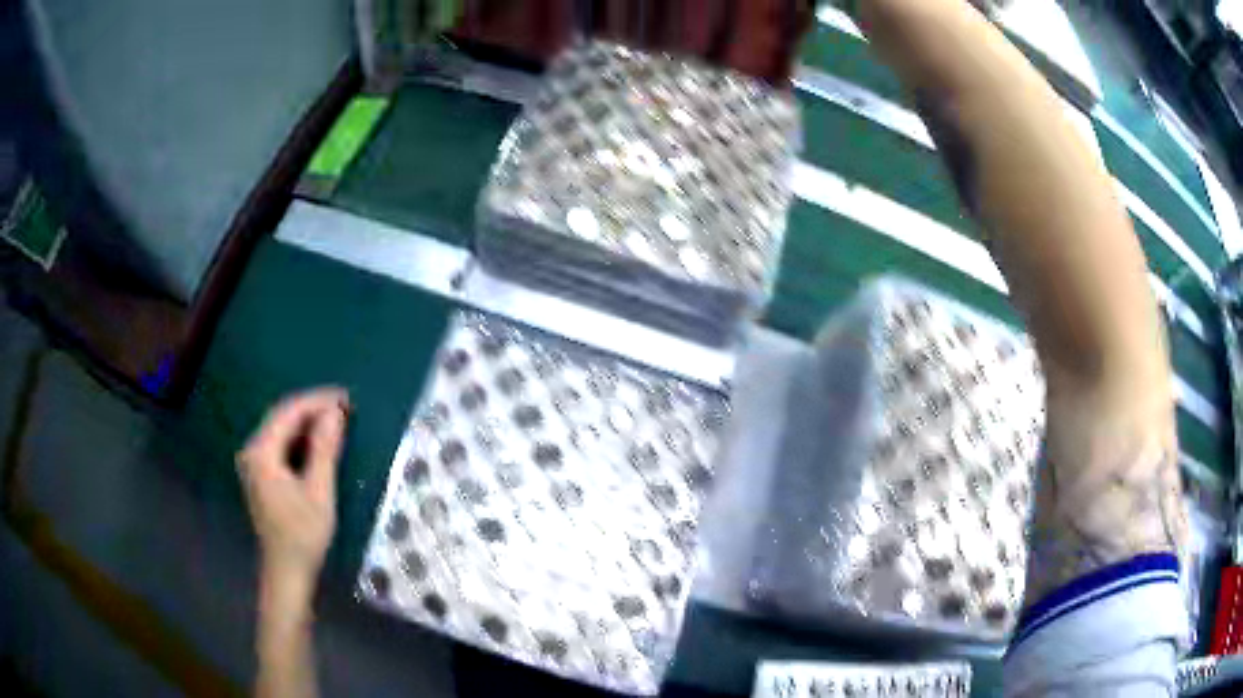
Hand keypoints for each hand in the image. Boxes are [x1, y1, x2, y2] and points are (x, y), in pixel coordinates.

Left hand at [238, 387, 349, 591]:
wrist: (287, 572)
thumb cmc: (303, 534)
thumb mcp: (318, 491)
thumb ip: (324, 449)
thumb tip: (334, 412)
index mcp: (261, 452)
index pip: (288, 412)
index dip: (317, 401)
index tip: (345, 397)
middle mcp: (252, 451)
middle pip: (282, 418)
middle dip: (312, 409)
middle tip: (345, 407)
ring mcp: (253, 463)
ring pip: (281, 431)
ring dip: (307, 423)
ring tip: (337, 420)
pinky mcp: (260, 475)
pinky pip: (280, 445)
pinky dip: (300, 439)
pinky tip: (319, 442)